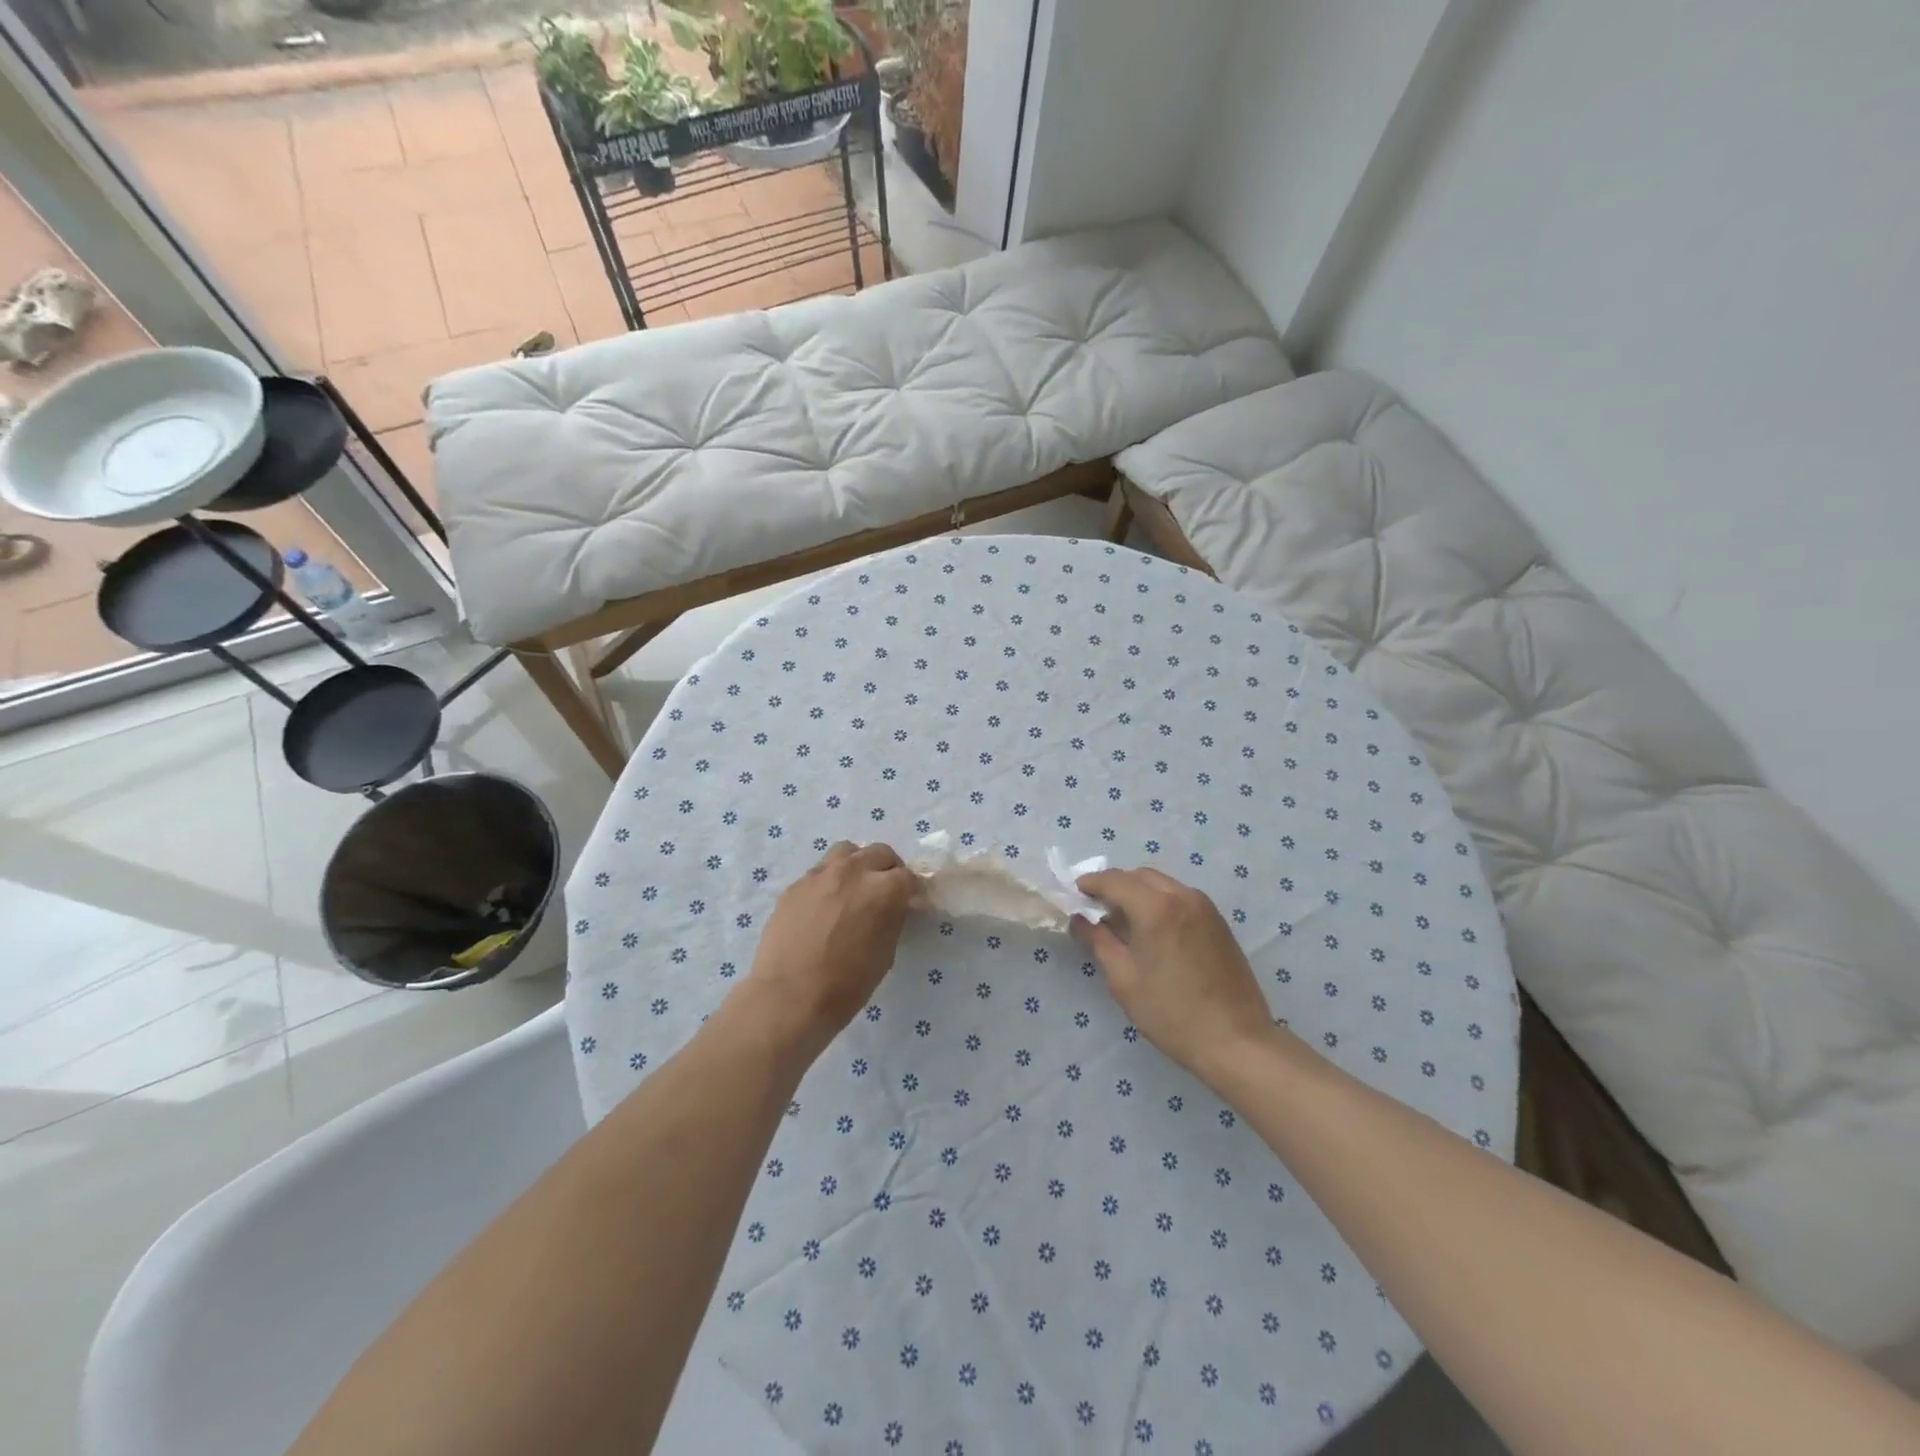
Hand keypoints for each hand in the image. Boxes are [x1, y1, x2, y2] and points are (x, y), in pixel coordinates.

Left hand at [743, 842, 917, 1053]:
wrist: (789, 997)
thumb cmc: (847, 984)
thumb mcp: (886, 952)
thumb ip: (892, 918)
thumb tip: (893, 907)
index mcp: (884, 889)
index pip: (908, 877)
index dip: (912, 891)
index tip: (911, 903)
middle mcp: (854, 871)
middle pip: (880, 853)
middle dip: (888, 870)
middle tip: (885, 892)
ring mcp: (821, 874)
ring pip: (847, 852)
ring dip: (858, 864)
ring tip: (854, 888)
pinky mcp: (796, 885)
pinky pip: (820, 872)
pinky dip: (830, 881)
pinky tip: (825, 906)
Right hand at [1072, 868, 1280, 1086]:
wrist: (1236, 1041)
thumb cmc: (1171, 1013)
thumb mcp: (1124, 979)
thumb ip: (1098, 941)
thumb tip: (1079, 920)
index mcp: (1156, 907)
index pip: (1114, 880)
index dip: (1090, 884)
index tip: (1074, 894)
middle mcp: (1182, 896)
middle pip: (1140, 876)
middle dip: (1115, 886)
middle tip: (1096, 910)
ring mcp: (1205, 908)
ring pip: (1162, 885)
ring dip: (1139, 893)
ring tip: (1124, 922)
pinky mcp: (1218, 923)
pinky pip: (1181, 899)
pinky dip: (1160, 903)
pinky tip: (1153, 932)